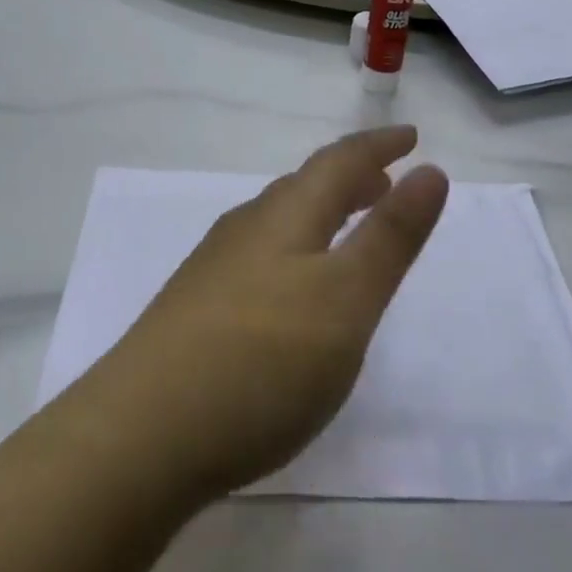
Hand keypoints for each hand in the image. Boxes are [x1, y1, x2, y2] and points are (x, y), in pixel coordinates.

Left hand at [79, 126, 448, 501]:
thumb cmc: (262, 360)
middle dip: (350, 178)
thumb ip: (391, 236)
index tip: (411, 136)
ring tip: (347, 227)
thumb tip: (430, 171)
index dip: (379, 145)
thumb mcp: (347, 299)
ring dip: (321, 213)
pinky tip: (291, 289)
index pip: (340, 161)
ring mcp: (215, 267)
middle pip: (306, 186)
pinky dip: (295, 250)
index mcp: (286, 215)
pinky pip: (261, 254)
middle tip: (385, 182)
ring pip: (280, 221)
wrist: (141, 435)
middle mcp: (247, 227)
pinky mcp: (196, 308)